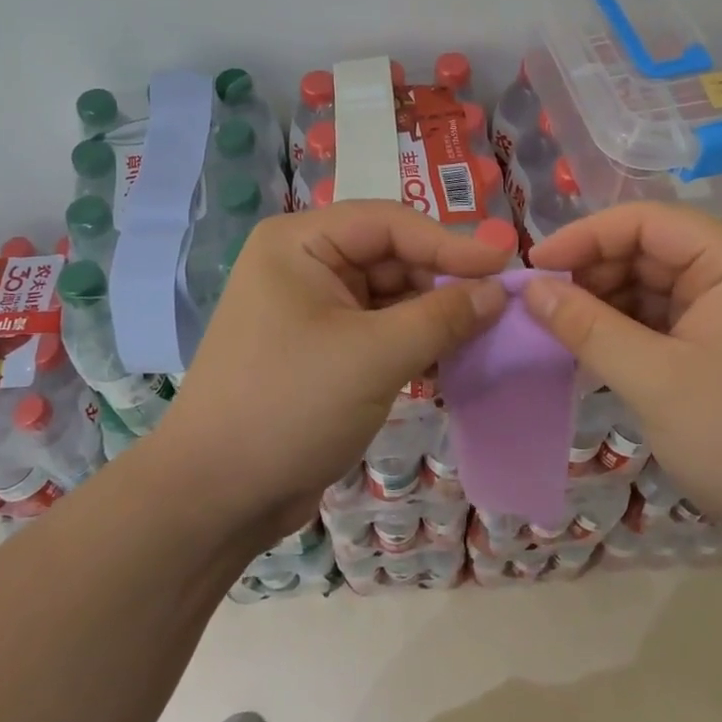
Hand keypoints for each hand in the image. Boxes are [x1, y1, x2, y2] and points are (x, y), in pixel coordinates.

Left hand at [155, 200, 508, 551]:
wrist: (214, 498)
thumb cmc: (289, 406)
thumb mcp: (374, 356)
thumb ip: (442, 316)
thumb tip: (499, 291)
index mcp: (300, 242)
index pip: (389, 223)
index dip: (451, 241)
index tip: (506, 263)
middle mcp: (304, 264)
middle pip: (390, 256)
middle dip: (443, 281)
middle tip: (500, 306)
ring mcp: (311, 308)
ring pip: (389, 295)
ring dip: (433, 314)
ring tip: (485, 332)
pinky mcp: (321, 348)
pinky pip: (378, 329)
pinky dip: (413, 341)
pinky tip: (450, 358)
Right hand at [522, 202, 721, 565]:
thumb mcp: (655, 381)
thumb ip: (586, 327)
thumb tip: (530, 288)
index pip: (646, 220)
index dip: (584, 237)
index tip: (534, 268)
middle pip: (651, 248)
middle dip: (594, 273)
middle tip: (542, 307)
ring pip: (656, 284)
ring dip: (608, 304)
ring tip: (561, 331)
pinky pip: (670, 318)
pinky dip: (631, 330)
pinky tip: (596, 351)